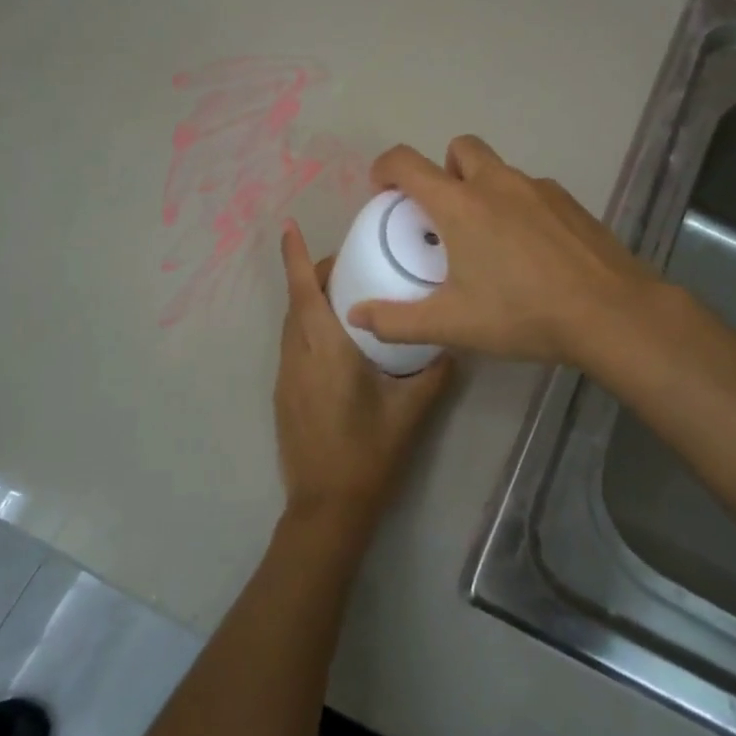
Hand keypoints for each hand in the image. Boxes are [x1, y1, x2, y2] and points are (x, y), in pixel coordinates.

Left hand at [274, 221, 451, 534]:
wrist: (327, 507)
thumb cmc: (369, 455)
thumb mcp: (411, 412)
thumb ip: (433, 373)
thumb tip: (450, 344)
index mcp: (325, 352)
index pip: (305, 293)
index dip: (295, 258)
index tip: (288, 228)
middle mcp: (298, 357)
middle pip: (298, 303)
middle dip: (316, 275)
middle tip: (353, 263)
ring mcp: (286, 377)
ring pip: (293, 325)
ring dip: (312, 302)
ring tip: (349, 296)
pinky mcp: (284, 395)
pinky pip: (294, 346)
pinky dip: (309, 328)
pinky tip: (339, 342)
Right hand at [346, 136, 660, 370]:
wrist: (610, 313)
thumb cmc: (522, 314)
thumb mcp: (452, 324)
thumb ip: (397, 320)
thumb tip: (356, 315)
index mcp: (460, 205)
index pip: (407, 162)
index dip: (385, 168)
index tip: (382, 190)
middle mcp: (497, 183)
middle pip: (459, 149)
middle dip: (443, 170)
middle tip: (443, 214)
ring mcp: (539, 188)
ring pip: (499, 170)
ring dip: (482, 189)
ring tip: (489, 239)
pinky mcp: (570, 202)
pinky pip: (531, 191)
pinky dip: (518, 207)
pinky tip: (530, 250)